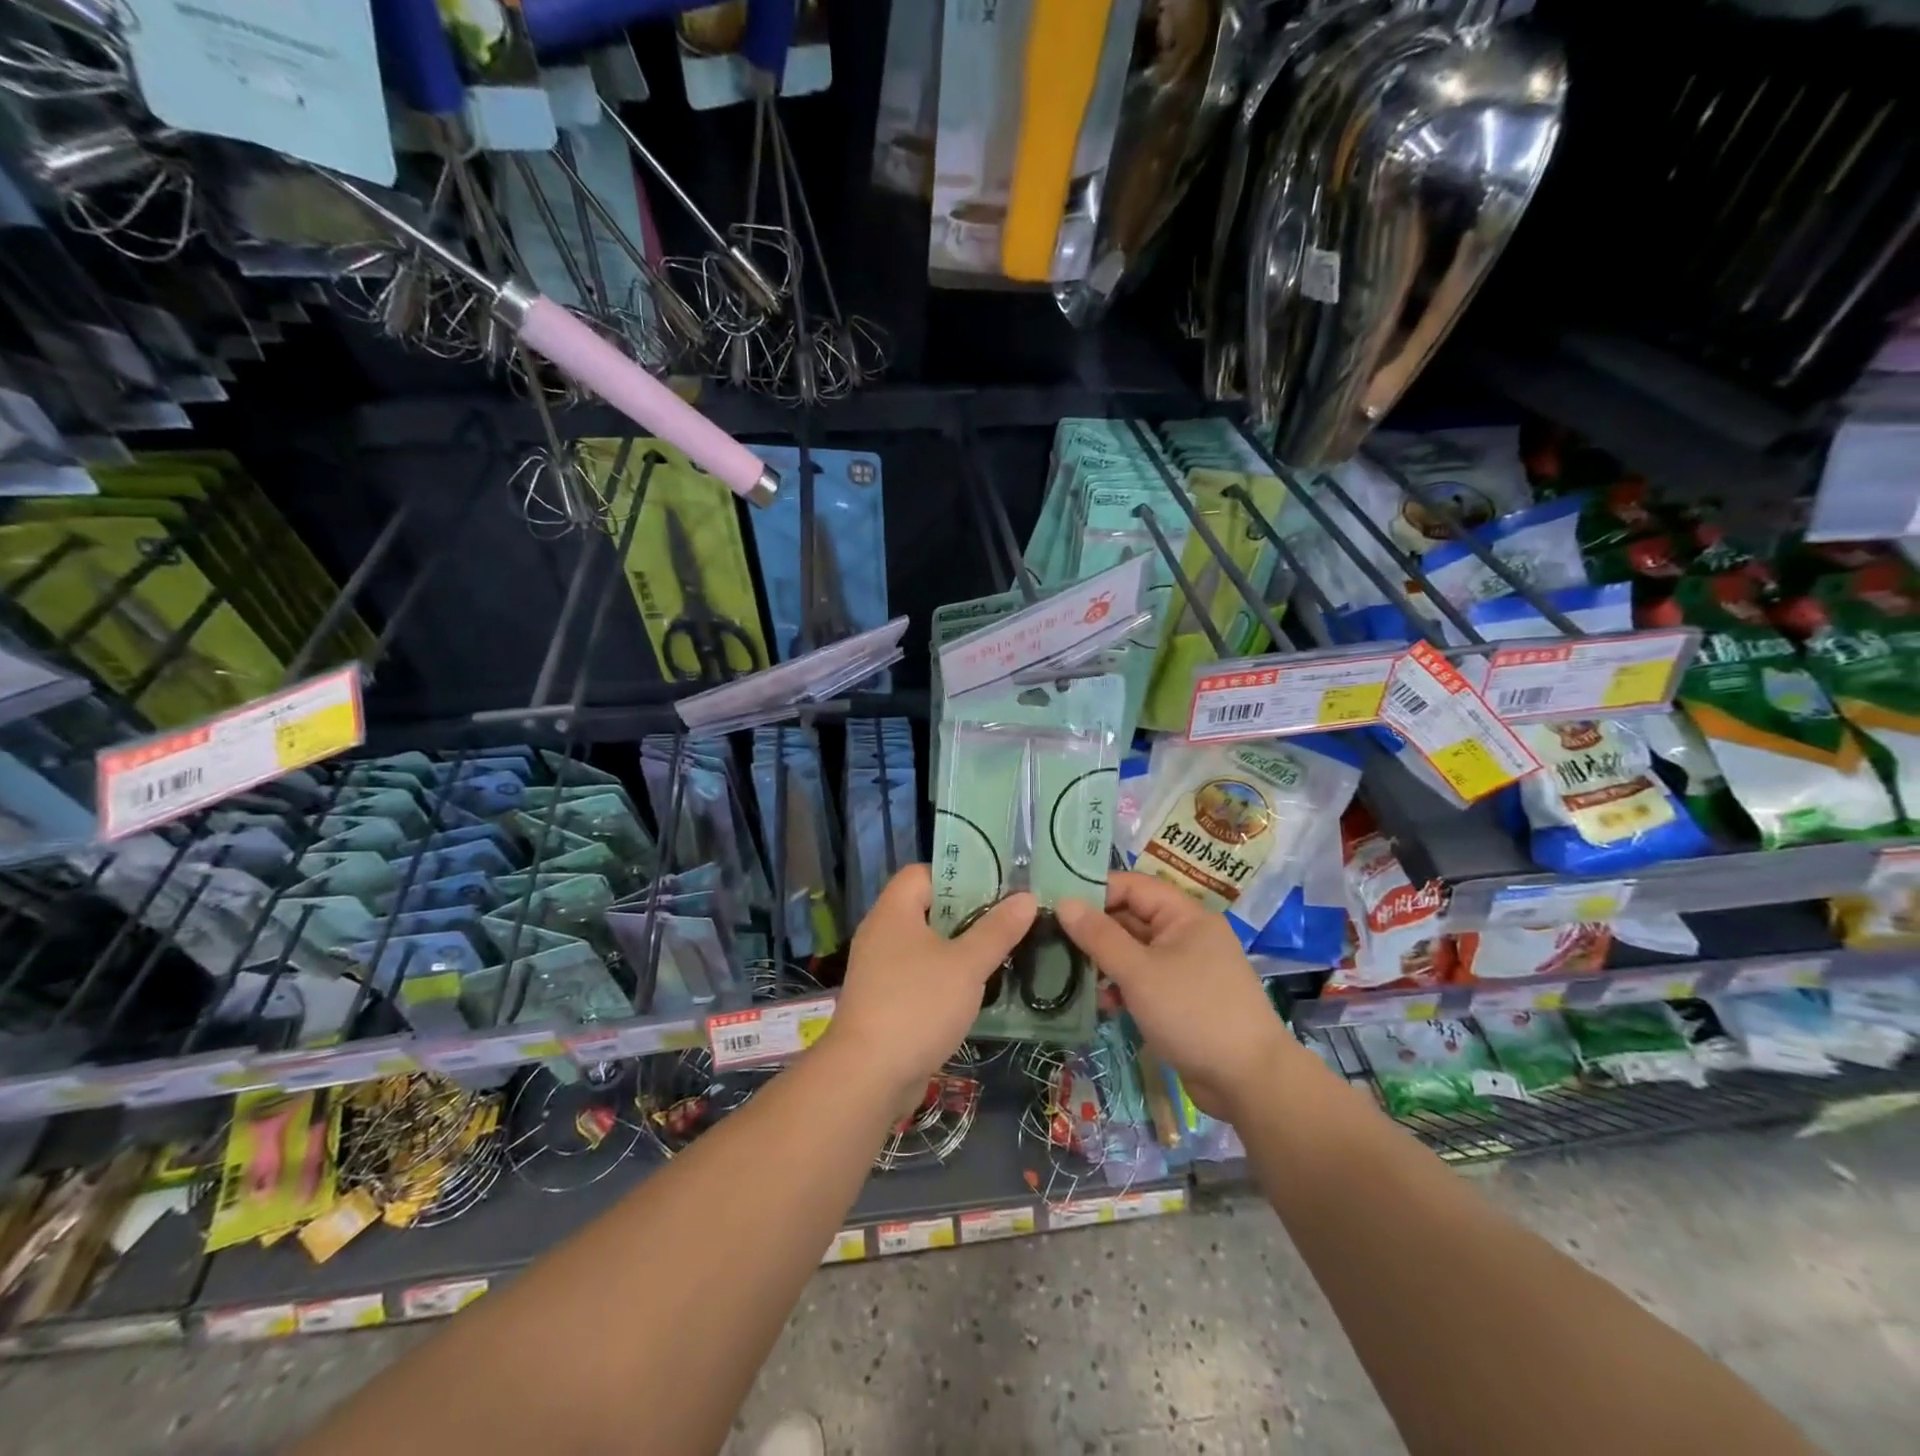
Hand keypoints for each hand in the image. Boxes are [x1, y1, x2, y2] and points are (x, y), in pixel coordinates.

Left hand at [820, 865, 1035, 1110]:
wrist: (868, 1076)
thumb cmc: (917, 1006)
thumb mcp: (966, 965)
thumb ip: (997, 930)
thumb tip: (1026, 897)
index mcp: (894, 911)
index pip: (923, 873)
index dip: (957, 874)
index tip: (995, 887)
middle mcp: (882, 933)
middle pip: (928, 908)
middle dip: (968, 913)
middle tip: (1008, 919)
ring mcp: (880, 969)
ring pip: (926, 945)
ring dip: (960, 948)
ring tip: (1001, 952)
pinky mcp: (884, 1001)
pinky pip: (920, 975)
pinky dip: (945, 977)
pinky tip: (976, 990)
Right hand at [1057, 871, 1291, 1120]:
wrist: (1250, 1082)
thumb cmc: (1193, 1014)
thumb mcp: (1139, 972)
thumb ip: (1100, 936)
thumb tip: (1065, 902)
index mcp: (1185, 916)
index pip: (1132, 886)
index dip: (1095, 891)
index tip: (1056, 905)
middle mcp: (1187, 935)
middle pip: (1132, 918)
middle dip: (1095, 930)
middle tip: (1052, 940)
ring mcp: (1186, 968)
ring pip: (1135, 951)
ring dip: (1105, 961)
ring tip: (1068, 974)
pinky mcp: (1182, 1000)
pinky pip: (1144, 980)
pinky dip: (1122, 987)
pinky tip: (1101, 1004)